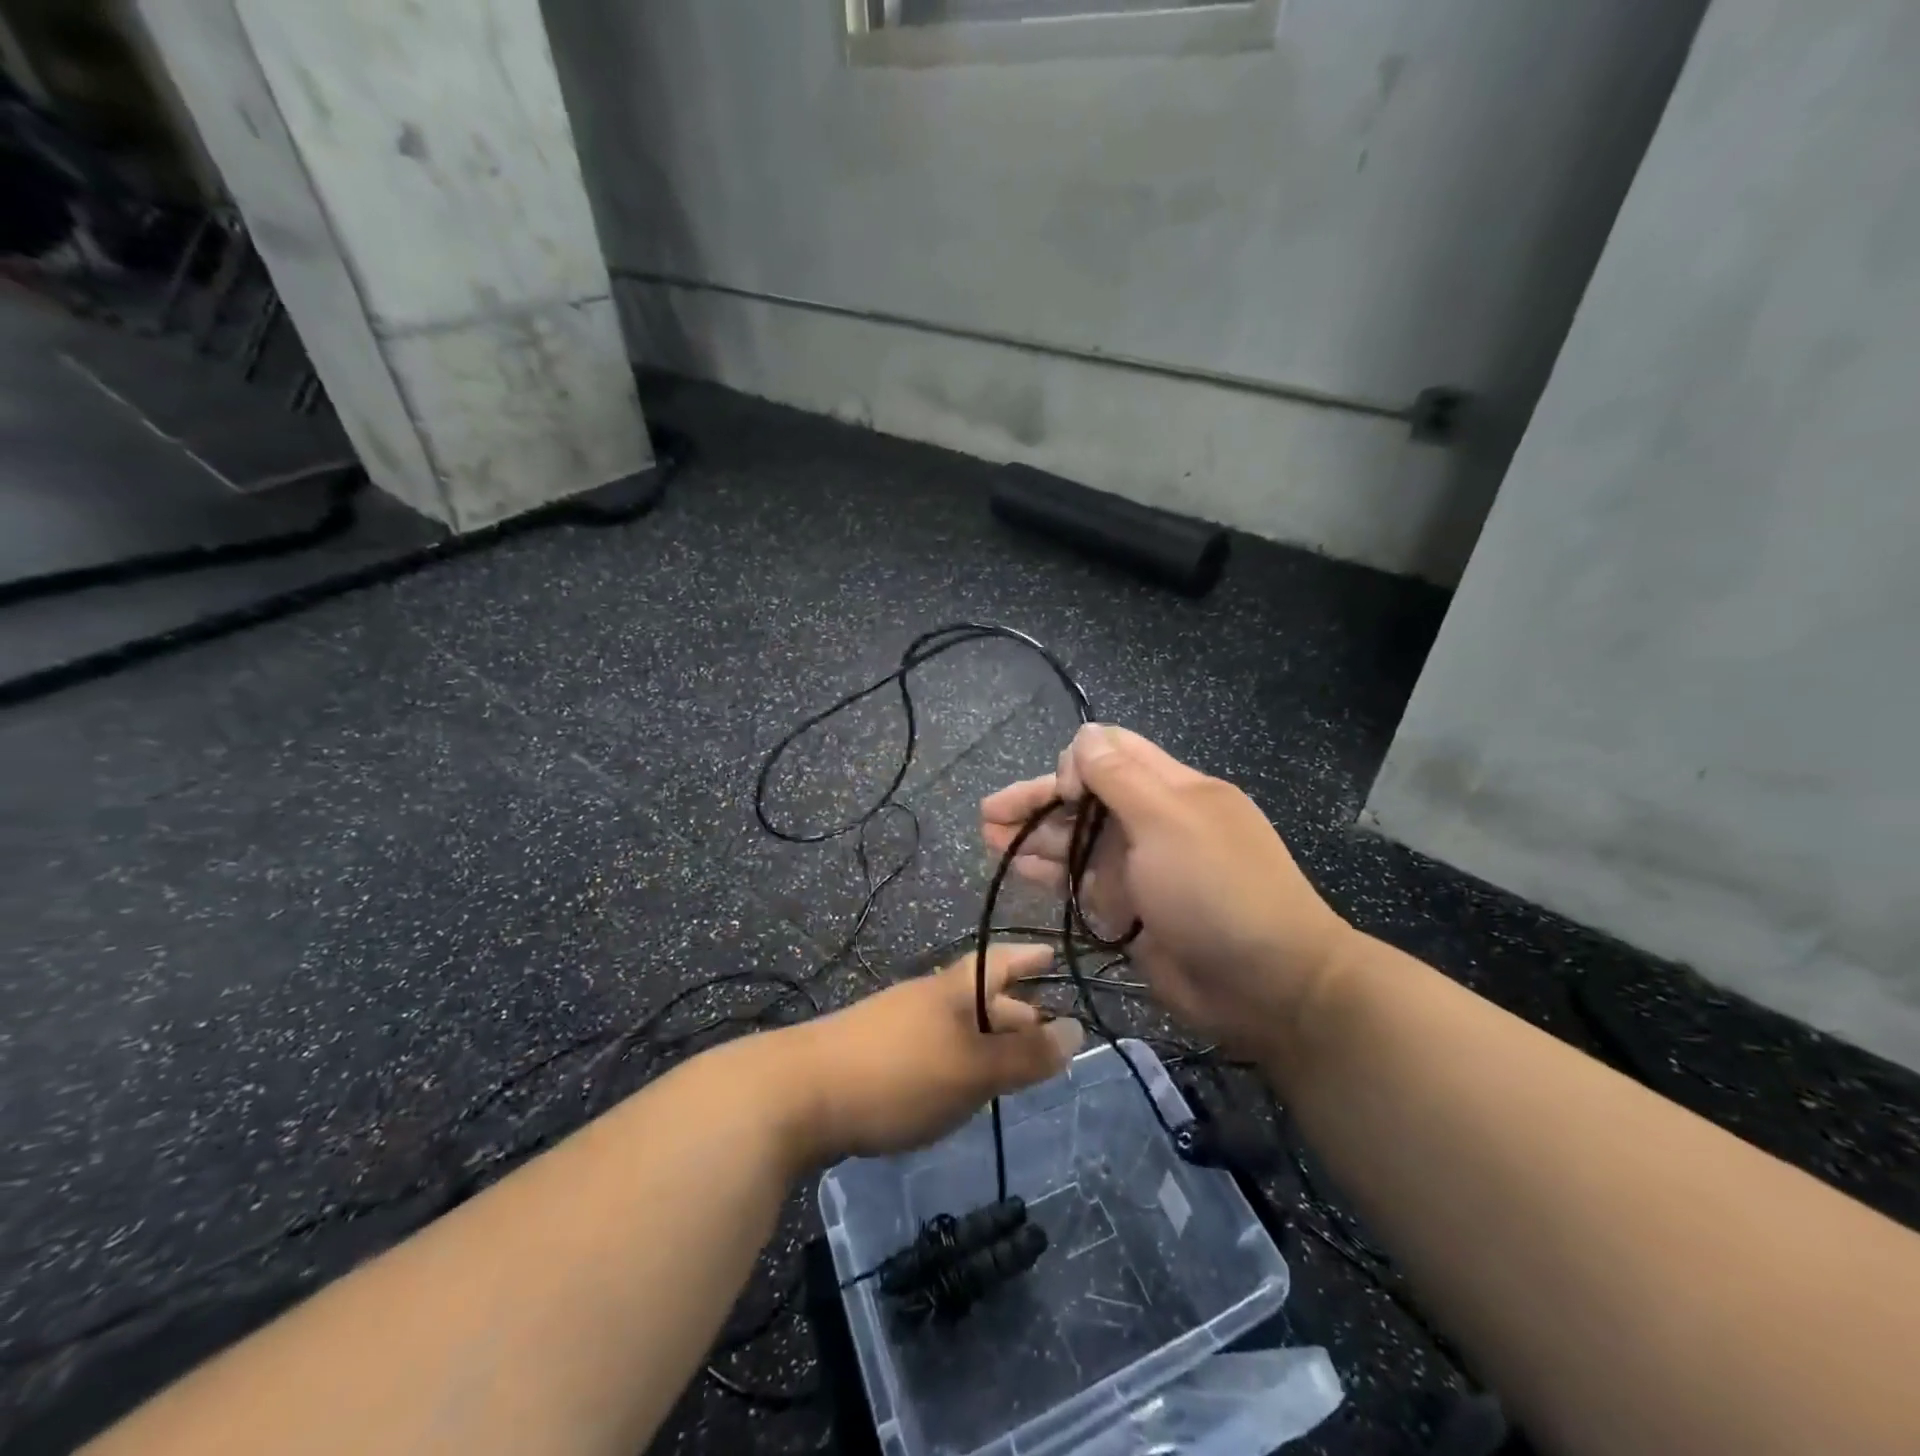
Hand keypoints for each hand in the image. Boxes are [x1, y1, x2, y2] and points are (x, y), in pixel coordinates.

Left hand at [786, 944, 1083, 1161]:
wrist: (799, 1095)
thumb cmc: (898, 1074)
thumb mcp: (972, 1069)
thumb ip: (1024, 1056)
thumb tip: (1077, 1030)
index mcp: (952, 990)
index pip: (998, 961)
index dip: (1027, 957)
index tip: (1052, 953)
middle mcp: (925, 999)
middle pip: (979, 996)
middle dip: (1014, 1010)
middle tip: (1045, 1028)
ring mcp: (896, 1026)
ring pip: (956, 1025)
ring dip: (987, 1039)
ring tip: (1011, 1065)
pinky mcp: (875, 1056)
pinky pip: (934, 1048)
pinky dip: (959, 1060)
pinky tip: (960, 1087)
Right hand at [981, 724, 1355, 1060]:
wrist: (1269, 984)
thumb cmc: (1218, 890)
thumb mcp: (1168, 821)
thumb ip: (1120, 777)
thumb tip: (1084, 737)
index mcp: (1170, 789)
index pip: (1112, 752)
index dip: (1076, 761)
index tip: (1062, 793)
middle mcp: (1151, 822)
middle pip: (1084, 798)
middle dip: (1038, 800)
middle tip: (988, 815)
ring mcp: (1140, 868)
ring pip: (1077, 840)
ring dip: (1034, 837)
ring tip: (986, 839)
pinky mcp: (1129, 909)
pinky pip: (1081, 882)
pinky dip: (1049, 874)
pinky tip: (1016, 870)